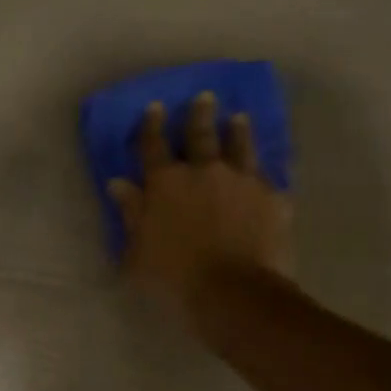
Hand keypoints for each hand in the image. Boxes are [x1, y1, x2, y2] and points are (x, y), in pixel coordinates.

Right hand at [108, 93, 292, 321]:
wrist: (233, 292)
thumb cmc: (174, 278)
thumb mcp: (138, 252)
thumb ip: (131, 214)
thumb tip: (119, 183)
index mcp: (166, 183)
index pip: (154, 146)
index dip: (152, 126)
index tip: (155, 107)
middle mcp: (205, 171)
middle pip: (201, 135)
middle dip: (199, 114)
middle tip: (204, 98)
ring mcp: (242, 181)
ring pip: (240, 146)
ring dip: (237, 131)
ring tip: (239, 118)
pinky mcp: (272, 198)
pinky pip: (269, 178)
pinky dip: (265, 173)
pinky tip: (270, 171)